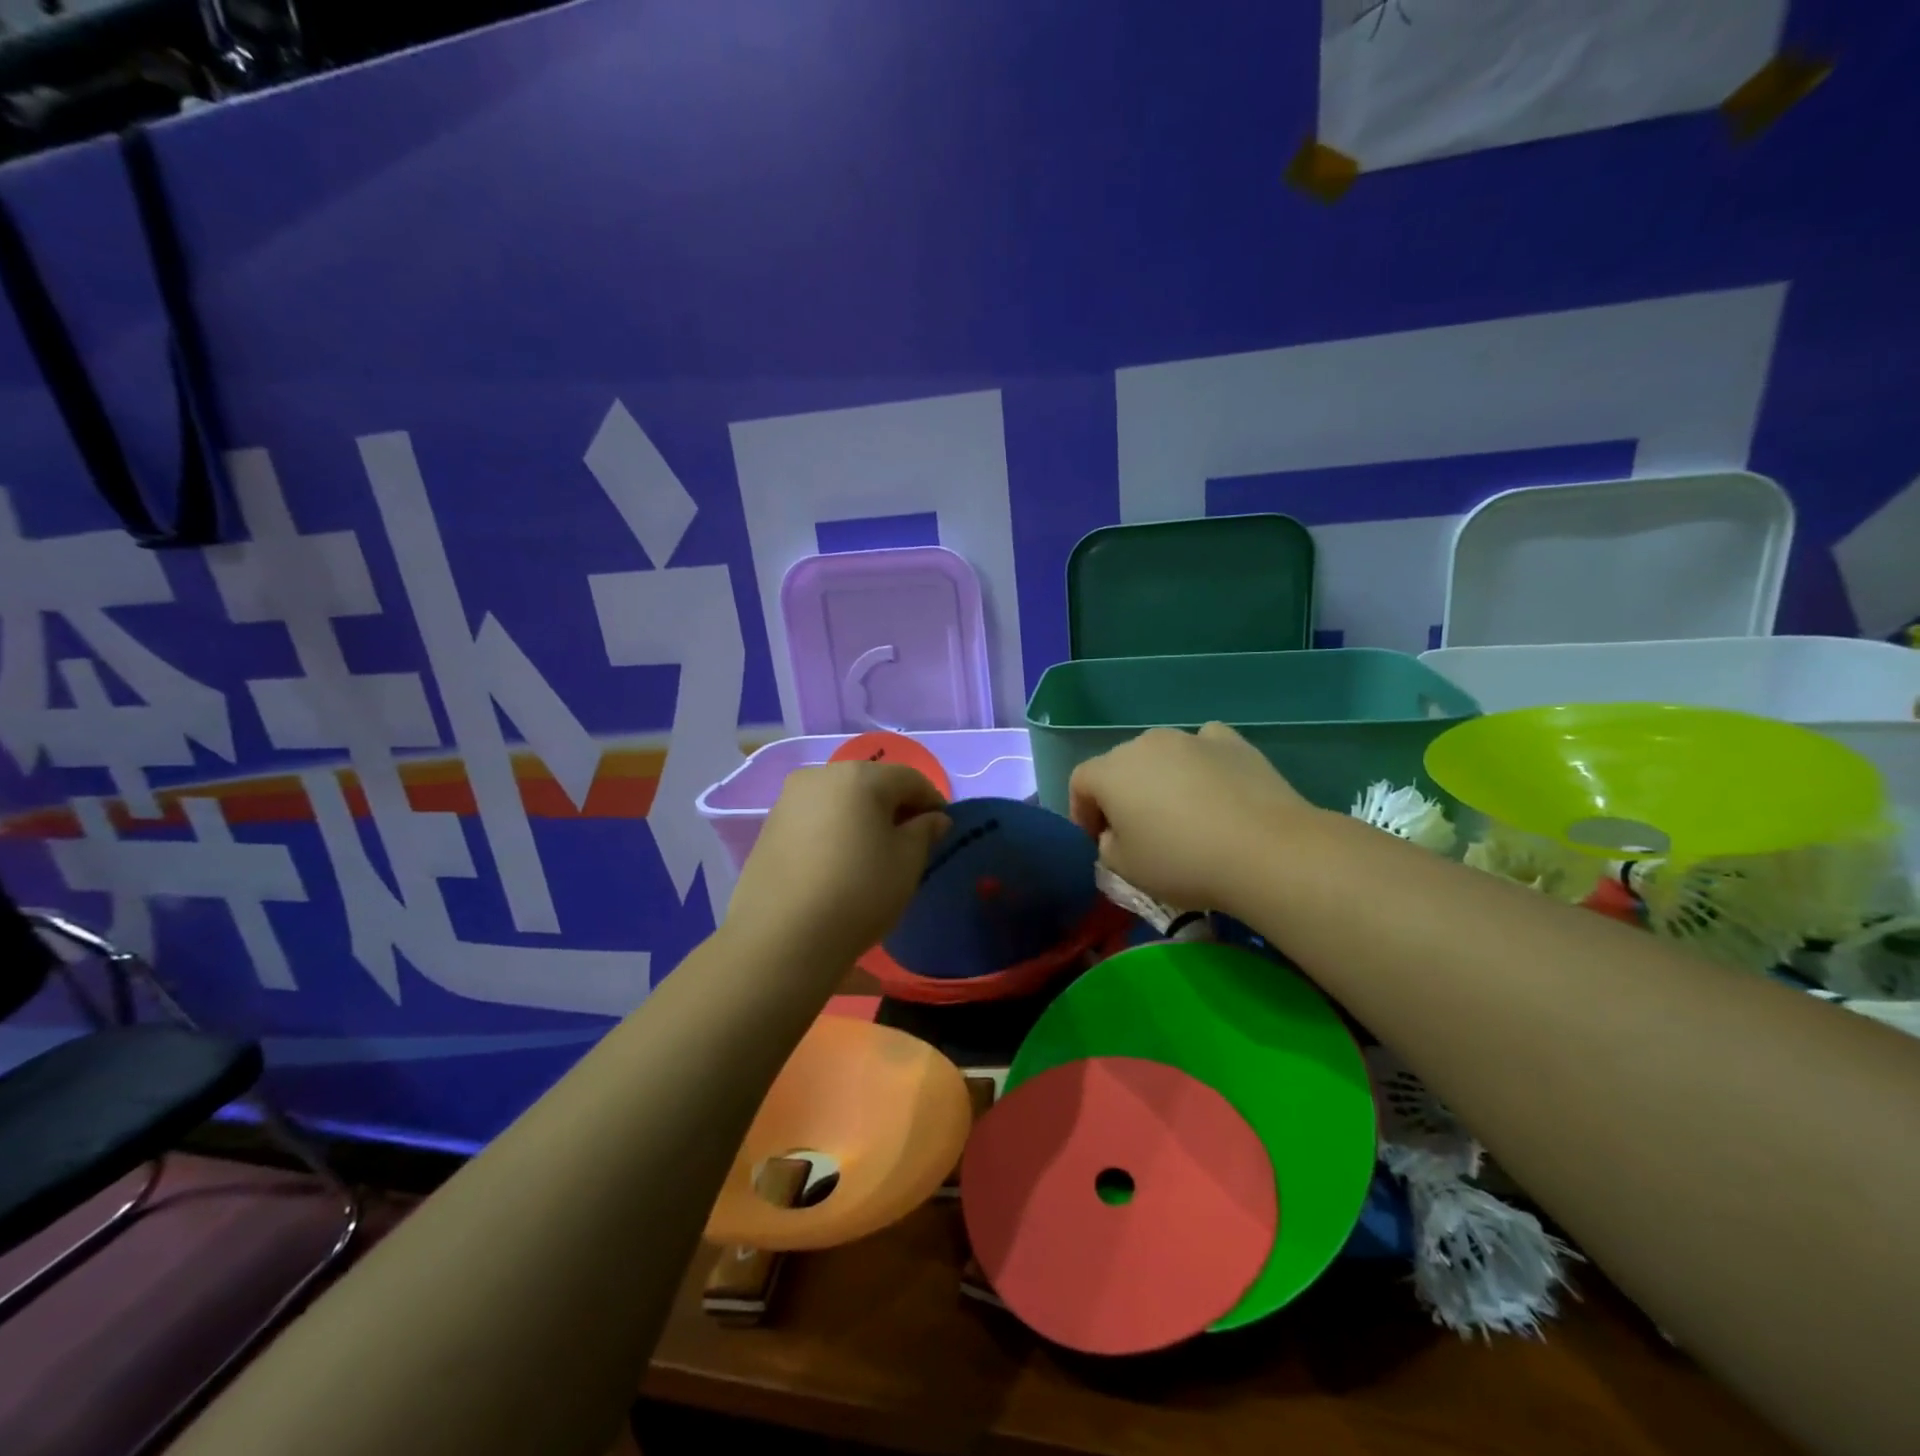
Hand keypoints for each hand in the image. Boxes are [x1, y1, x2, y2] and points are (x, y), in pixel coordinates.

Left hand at [726, 761, 949, 969]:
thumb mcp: (907, 863)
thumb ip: (925, 832)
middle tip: (911, 840)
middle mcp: (821, 775)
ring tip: (874, 852)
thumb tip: (934, 818)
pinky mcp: (769, 826)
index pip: (909, 779)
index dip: (932, 800)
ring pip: (840, 799)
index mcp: (860, 776)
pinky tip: (840, 860)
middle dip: (895, 806)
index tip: (943, 828)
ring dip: (862, 817)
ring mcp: (789, 799)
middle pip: (871, 783)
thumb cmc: (859, 892)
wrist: (782, 937)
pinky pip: (815, 818)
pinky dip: (835, 829)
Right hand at [1068, 723, 1318, 914]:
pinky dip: (1201, 764)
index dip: (1082, 812)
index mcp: (1111, 771)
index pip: (1080, 783)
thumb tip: (1117, 833)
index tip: (1097, 842)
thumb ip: (1107, 846)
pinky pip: (1203, 748)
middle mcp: (1145, 743)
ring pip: (1162, 755)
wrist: (1265, 851)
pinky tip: (1214, 788)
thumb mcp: (1126, 869)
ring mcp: (1191, 737)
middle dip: (1121, 794)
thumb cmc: (1183, 862)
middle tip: (1137, 831)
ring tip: (1181, 813)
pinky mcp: (1232, 742)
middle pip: (1120, 765)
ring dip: (1161, 779)